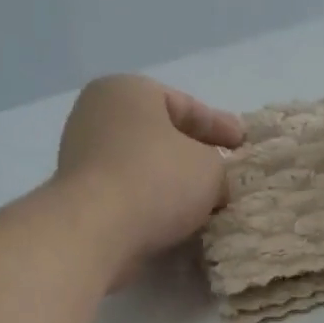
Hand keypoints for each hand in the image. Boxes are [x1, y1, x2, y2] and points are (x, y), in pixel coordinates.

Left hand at [55, 74, 244, 277]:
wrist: (97, 232)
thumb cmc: (157, 181)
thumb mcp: (209, 168)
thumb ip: (217, 168)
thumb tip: (212, 186)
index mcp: (127, 90)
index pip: (184, 105)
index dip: (219, 125)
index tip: (243, 143)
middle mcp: (98, 116)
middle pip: (160, 135)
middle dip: (192, 155)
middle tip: (222, 172)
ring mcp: (83, 157)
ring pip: (143, 167)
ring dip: (172, 185)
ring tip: (203, 204)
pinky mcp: (80, 197)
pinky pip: (128, 195)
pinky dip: (151, 205)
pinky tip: (174, 222)